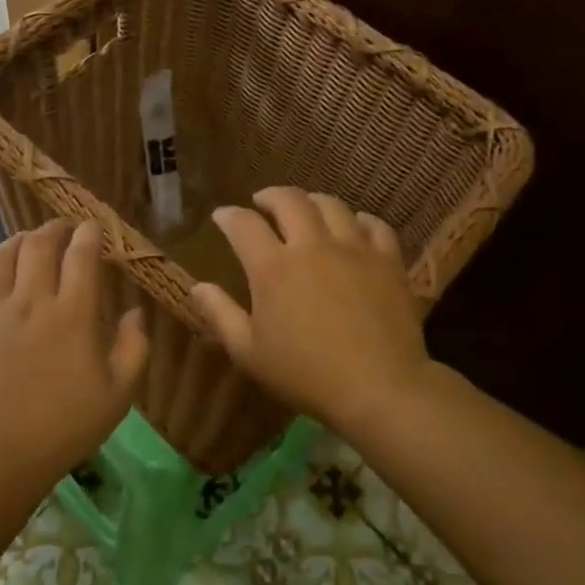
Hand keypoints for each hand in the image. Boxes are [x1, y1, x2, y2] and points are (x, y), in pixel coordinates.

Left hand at [0, 219, 147, 487]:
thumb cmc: (63, 429)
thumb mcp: (117, 395)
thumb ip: (133, 348)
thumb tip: (134, 311)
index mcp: (72, 314)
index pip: (81, 255)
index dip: (88, 234)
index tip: (92, 227)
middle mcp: (29, 301)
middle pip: (38, 245)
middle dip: (52, 228)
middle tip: (60, 229)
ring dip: (13, 242)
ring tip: (22, 242)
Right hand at [189, 187, 431, 431]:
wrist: (378, 388)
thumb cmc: (305, 374)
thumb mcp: (249, 352)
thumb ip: (220, 314)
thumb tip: (197, 287)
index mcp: (273, 267)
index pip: (244, 224)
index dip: (229, 216)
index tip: (222, 216)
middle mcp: (312, 246)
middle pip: (289, 201)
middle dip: (270, 196)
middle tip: (262, 203)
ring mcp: (354, 249)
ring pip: (332, 205)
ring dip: (312, 201)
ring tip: (306, 209)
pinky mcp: (387, 260)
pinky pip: (375, 225)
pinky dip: (360, 220)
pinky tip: (355, 226)